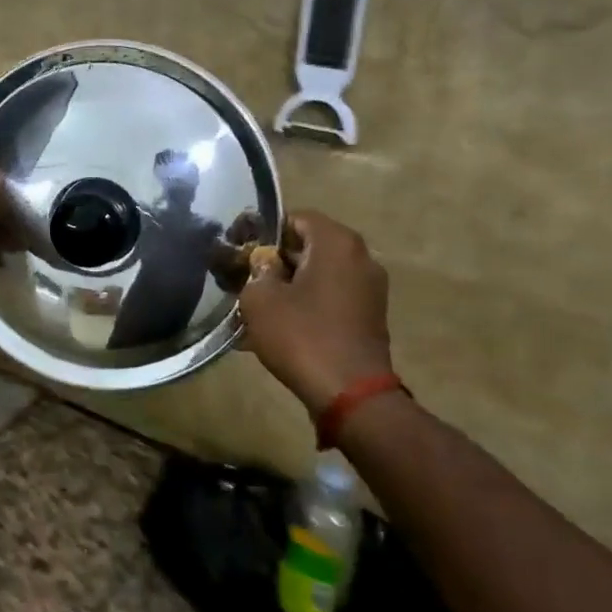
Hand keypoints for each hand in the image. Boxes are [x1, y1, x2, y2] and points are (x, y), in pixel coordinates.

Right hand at [239, 211, 393, 413]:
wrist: (350, 394)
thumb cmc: (302, 335)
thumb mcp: (260, 299)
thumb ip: (255, 271)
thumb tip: (262, 263)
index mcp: (337, 242)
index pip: (295, 218)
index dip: (264, 232)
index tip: (241, 252)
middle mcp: (360, 257)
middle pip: (309, 246)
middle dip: (275, 261)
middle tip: (245, 281)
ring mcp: (369, 288)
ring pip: (319, 274)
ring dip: (290, 286)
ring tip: (258, 308)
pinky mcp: (370, 316)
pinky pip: (330, 298)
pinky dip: (307, 305)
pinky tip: (281, 327)